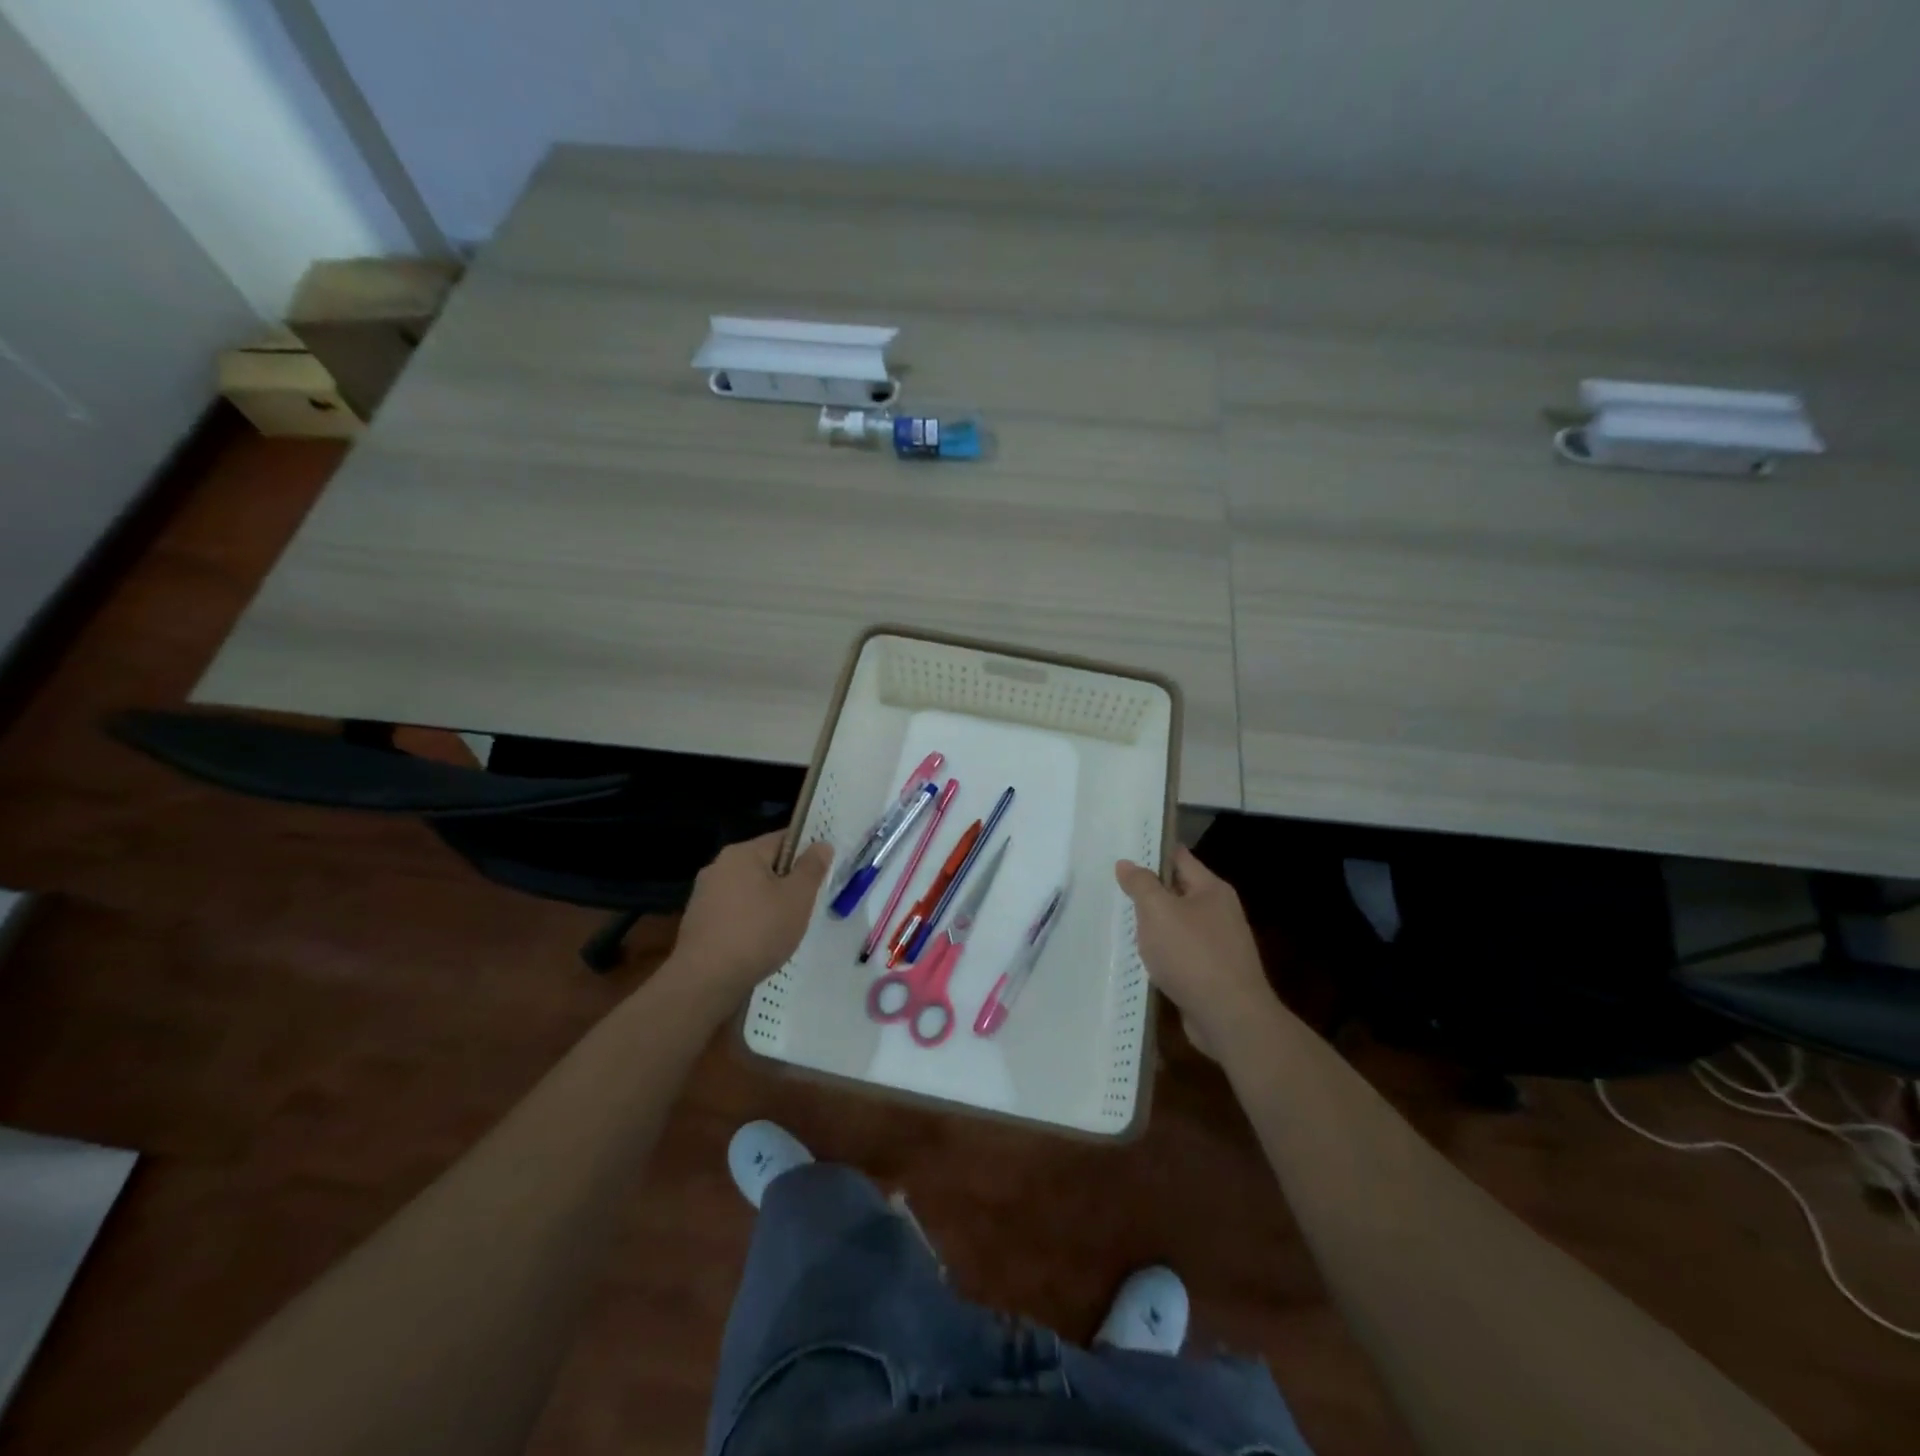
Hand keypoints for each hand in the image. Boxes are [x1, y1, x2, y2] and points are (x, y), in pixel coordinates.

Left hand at [670, 831, 830, 1002]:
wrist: (706, 980)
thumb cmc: (758, 932)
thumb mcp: (797, 898)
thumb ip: (811, 868)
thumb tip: (821, 844)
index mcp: (742, 853)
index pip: (783, 839)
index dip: (806, 852)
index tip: (821, 873)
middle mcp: (719, 866)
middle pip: (764, 864)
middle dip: (786, 881)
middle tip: (807, 904)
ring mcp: (704, 895)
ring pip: (748, 890)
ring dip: (767, 903)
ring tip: (784, 928)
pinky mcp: (698, 921)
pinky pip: (733, 911)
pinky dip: (749, 921)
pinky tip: (759, 943)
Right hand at [1115, 845, 1275, 1057]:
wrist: (1230, 1018)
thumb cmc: (1192, 955)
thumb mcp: (1158, 911)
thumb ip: (1141, 884)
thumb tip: (1127, 863)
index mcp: (1212, 889)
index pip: (1179, 858)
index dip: (1152, 852)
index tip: (1124, 852)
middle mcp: (1220, 912)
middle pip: (1178, 891)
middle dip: (1150, 892)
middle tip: (1114, 889)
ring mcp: (1219, 945)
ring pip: (1178, 925)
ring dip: (1155, 927)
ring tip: (1122, 926)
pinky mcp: (1213, 974)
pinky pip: (1182, 954)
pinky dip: (1164, 955)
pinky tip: (1144, 961)